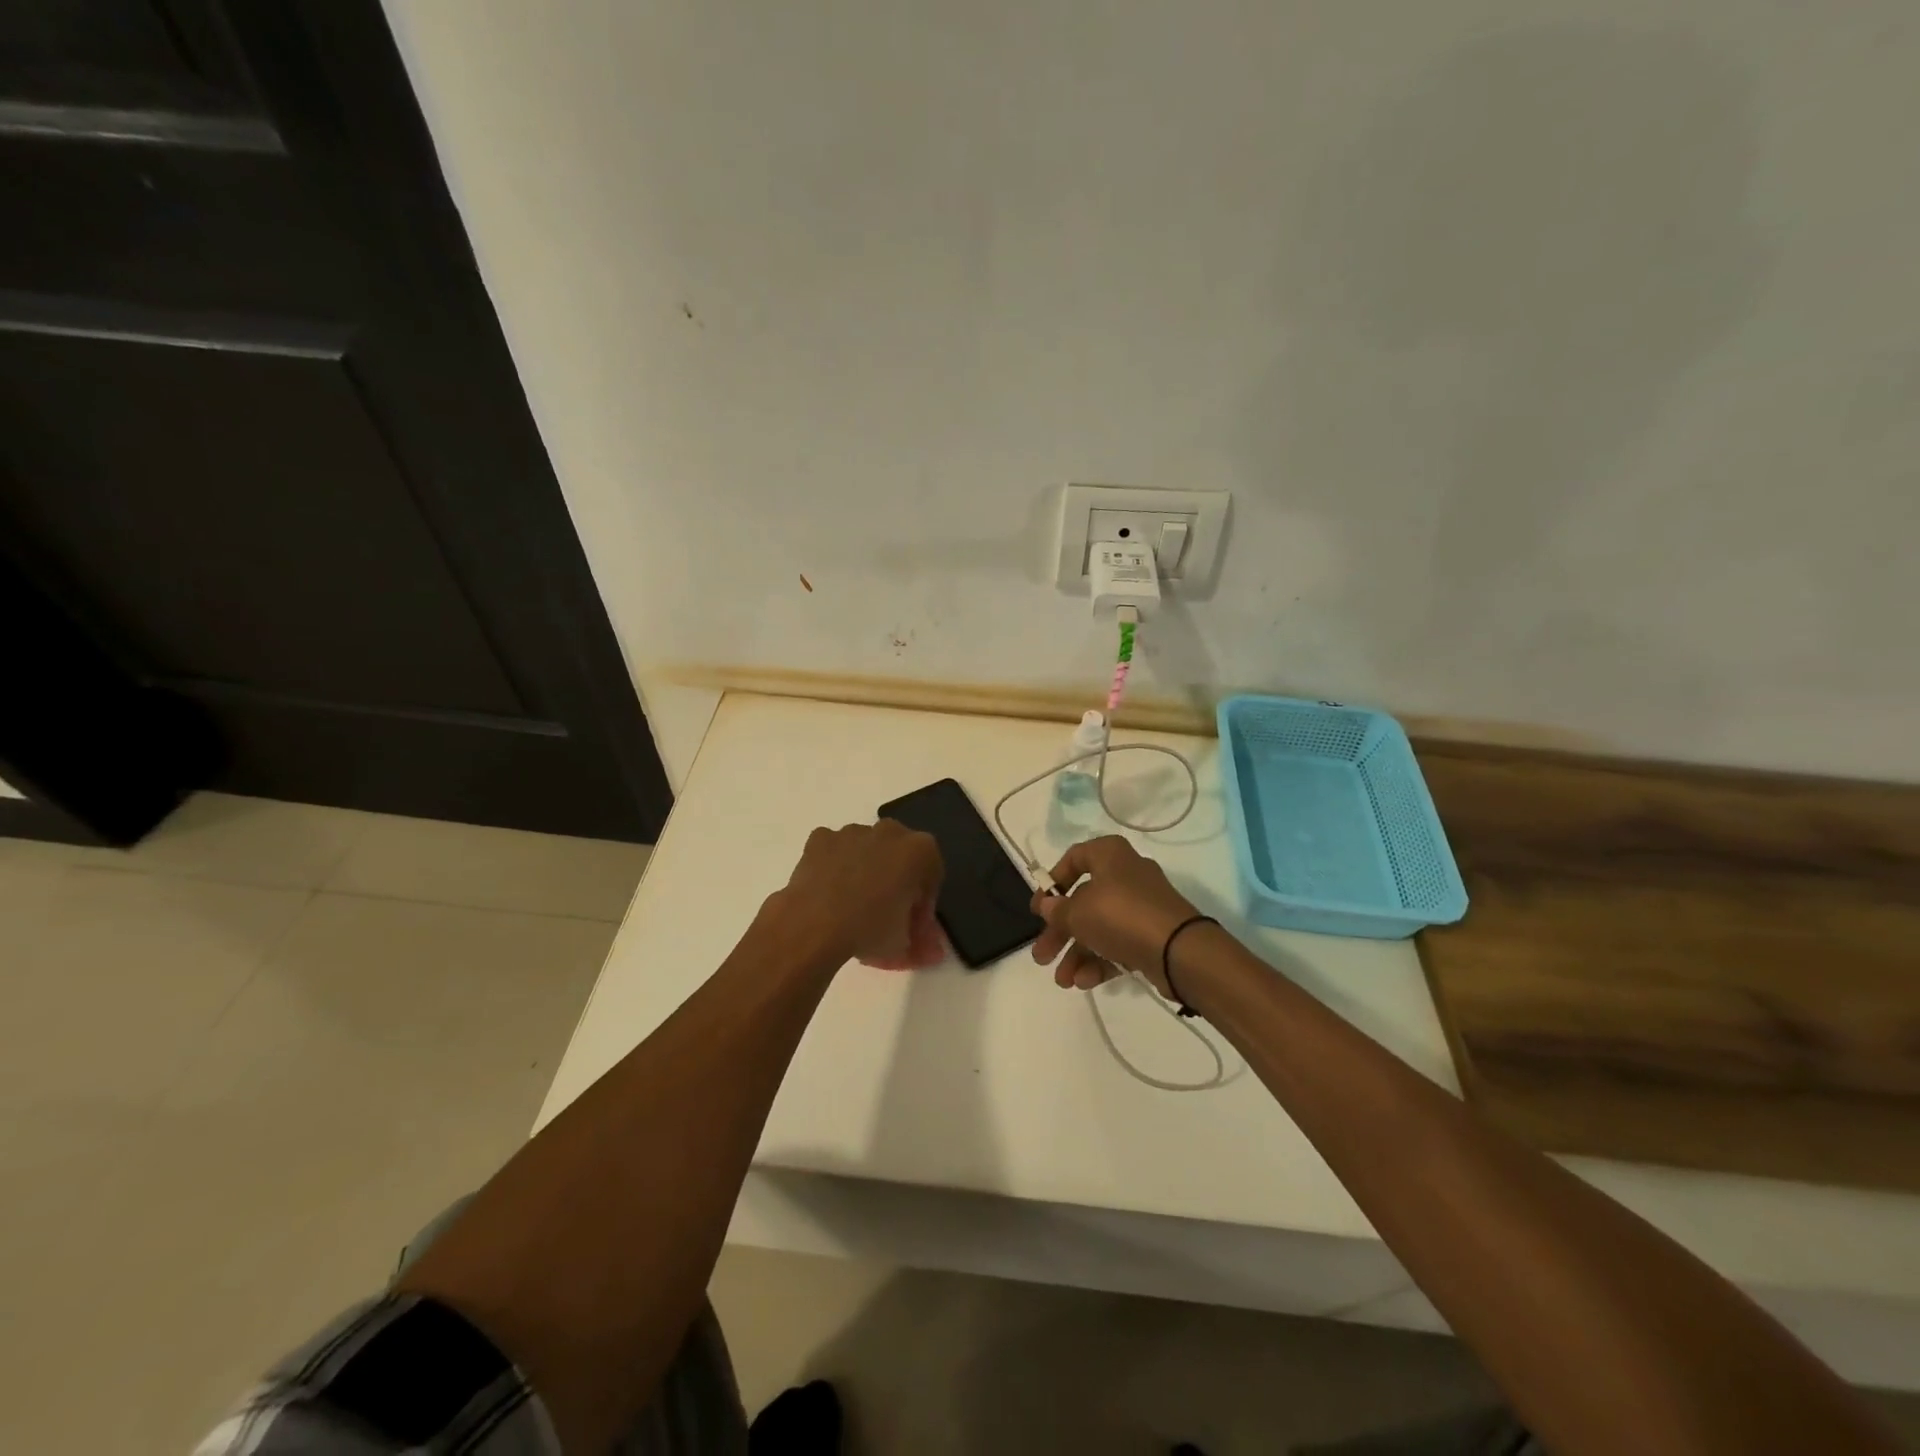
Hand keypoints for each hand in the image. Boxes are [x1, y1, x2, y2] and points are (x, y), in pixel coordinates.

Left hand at [765, 820, 944, 969]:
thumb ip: (922, 942)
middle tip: (886, 912)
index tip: (912, 925)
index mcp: (919, 850)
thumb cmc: (869, 929)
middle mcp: (889, 831)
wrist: (813, 926)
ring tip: (853, 905)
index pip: (931, 875)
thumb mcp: (904, 943)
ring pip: (866, 848)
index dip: (923, 902)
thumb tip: (931, 951)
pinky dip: (834, 865)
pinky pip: (835, 850)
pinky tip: (828, 892)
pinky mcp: (820, 839)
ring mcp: (852, 832)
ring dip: (866, 869)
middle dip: (896, 878)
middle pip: (900, 855)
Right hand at [1030, 835, 1200, 993]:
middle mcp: (1126, 876)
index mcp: (1110, 855)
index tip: (1039, 909)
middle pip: (1083, 901)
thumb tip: (1050, 907)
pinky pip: (1118, 945)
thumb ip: (1058, 911)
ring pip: (1099, 927)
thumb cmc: (1122, 915)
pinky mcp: (1152, 935)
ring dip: (1077, 954)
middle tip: (1041, 956)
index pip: (1074, 858)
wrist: (1179, 950)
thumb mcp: (1078, 912)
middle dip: (1060, 932)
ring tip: (1062, 981)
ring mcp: (1141, 907)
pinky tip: (1084, 982)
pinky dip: (1100, 961)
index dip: (1053, 883)